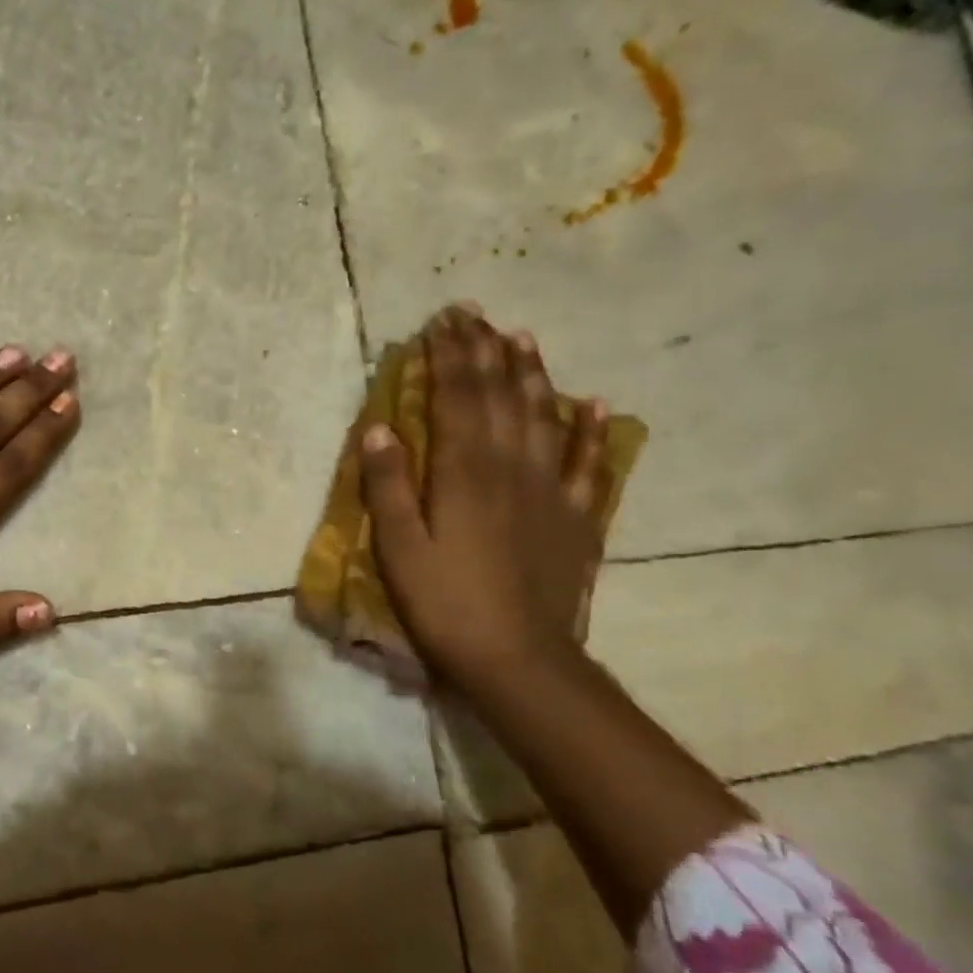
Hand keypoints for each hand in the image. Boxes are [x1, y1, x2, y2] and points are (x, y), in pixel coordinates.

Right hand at [358, 305, 611, 686]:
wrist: (518, 658)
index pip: (456, 397)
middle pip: (499, 396)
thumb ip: (388, 486)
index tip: (441, 321)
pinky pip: (589, 463)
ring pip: (543, 416)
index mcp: (464, 472)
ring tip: (522, 338)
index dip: (449, 356)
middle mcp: (511, 467)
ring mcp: (551, 490)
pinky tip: (593, 403)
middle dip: (484, 350)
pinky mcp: (576, 518)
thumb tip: (379, 428)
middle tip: (474, 313)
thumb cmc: (444, 603)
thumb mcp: (398, 548)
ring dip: (532, 373)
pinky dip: (590, 430)